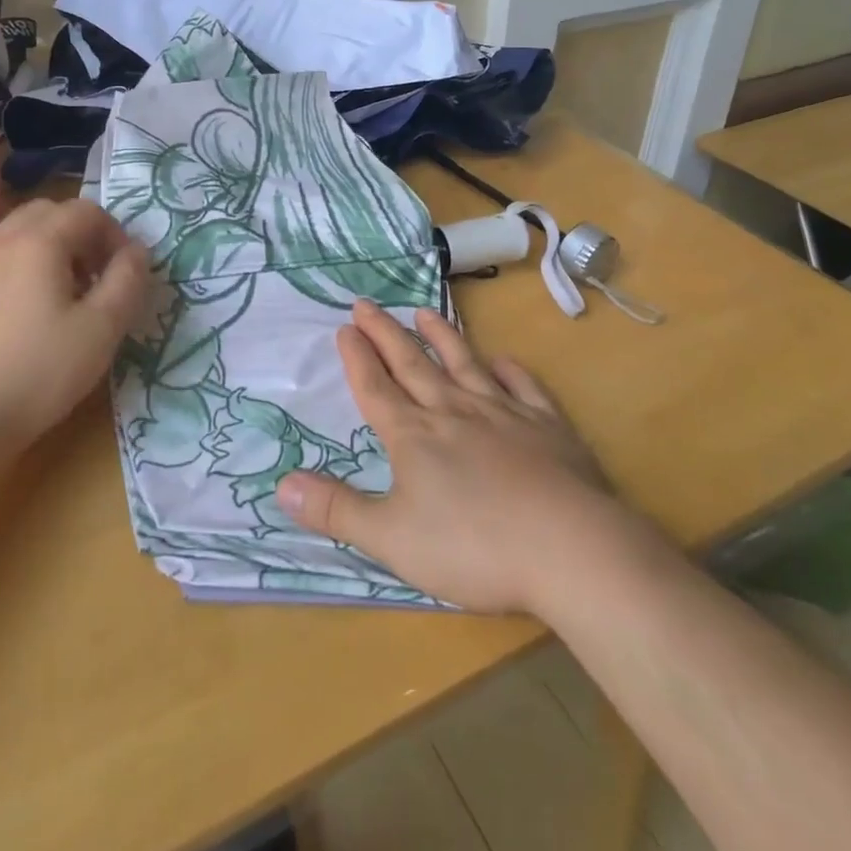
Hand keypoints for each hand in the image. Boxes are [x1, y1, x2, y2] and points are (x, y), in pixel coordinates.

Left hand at [0, 199, 148, 448]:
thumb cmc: (39, 370)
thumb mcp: (102, 328)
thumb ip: (127, 280)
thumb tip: (138, 250)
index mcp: (39, 242)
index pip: (86, 211)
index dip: (115, 234)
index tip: (126, 272)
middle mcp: (2, 240)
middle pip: (51, 212)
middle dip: (83, 233)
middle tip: (99, 275)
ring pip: (23, 232)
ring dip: (55, 248)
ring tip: (70, 293)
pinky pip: (3, 256)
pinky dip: (28, 264)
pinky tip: (36, 311)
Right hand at [277, 301, 639, 616]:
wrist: (569, 547)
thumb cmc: (472, 547)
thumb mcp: (391, 539)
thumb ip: (336, 511)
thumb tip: (282, 484)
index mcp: (415, 437)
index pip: (376, 389)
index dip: (358, 359)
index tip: (345, 327)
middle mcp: (454, 411)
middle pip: (412, 366)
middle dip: (386, 334)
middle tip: (367, 303)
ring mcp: (503, 413)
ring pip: (464, 365)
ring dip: (442, 338)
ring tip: (425, 313)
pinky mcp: (546, 426)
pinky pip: (522, 388)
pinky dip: (509, 371)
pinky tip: (502, 361)